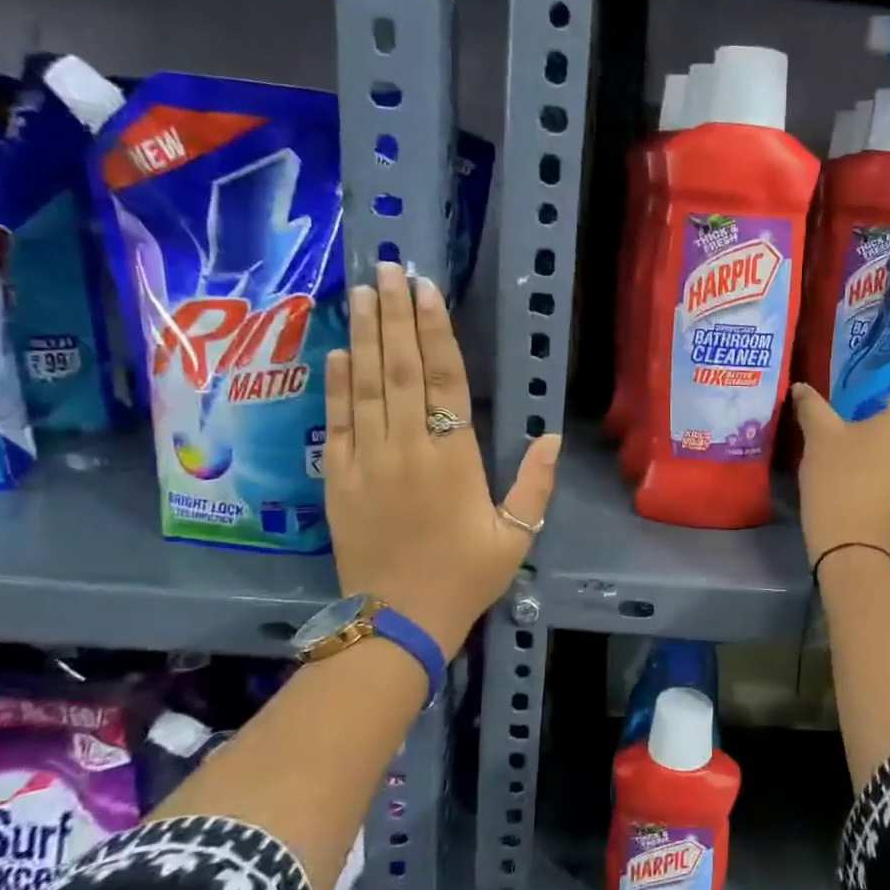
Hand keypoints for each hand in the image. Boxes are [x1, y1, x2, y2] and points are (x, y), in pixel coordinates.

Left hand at [323, 262, 559, 657]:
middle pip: (399, 369)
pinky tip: (337, 350)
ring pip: (365, 385)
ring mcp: (368, 460)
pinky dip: (336, 384)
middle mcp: (408, 447)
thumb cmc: (465, 577)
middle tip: (389, 269)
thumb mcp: (516, 536)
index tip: (426, 290)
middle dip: (394, 315)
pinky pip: (338, 421)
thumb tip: (553, 436)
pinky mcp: (340, 478)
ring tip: (360, 291)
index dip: (435, 332)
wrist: (399, 621)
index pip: (445, 381)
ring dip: (363, 335)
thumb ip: (535, 484)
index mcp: (454, 458)